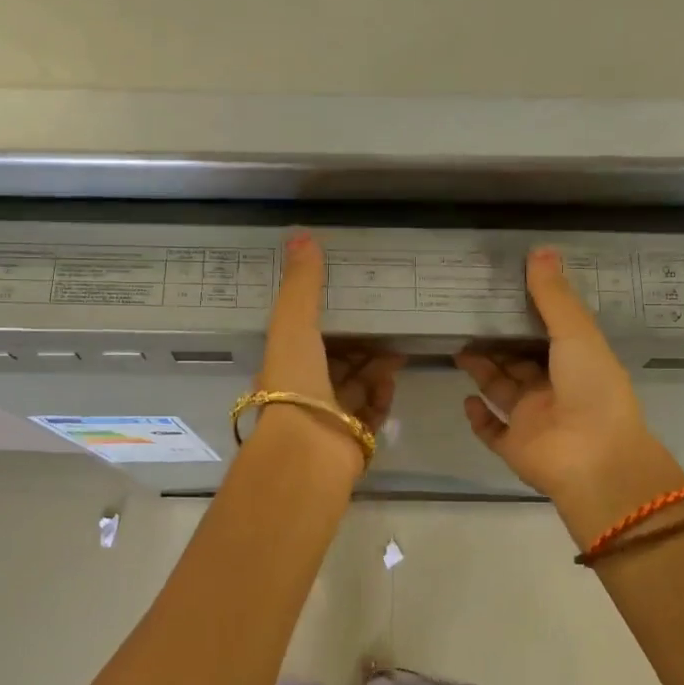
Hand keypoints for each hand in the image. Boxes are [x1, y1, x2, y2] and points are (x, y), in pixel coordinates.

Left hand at [256, 234, 402, 472]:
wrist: (308, 449)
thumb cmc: (295, 381)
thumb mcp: (293, 323)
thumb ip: (301, 284)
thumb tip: (301, 235)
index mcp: (285, 367)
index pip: (307, 341)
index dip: (327, 323)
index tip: (351, 304)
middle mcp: (304, 394)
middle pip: (336, 364)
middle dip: (360, 346)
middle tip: (386, 324)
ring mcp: (329, 419)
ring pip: (357, 387)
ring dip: (375, 368)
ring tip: (398, 349)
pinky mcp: (353, 440)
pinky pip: (372, 412)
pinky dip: (382, 395)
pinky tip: (392, 379)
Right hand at [456, 248, 683, 540]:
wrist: (594, 460)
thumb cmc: (591, 390)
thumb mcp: (576, 334)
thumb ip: (553, 296)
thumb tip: (539, 249)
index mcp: (576, 365)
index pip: (547, 336)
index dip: (525, 316)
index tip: (500, 293)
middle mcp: (554, 391)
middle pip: (519, 362)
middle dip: (496, 343)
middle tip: (466, 318)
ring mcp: (533, 422)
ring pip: (502, 391)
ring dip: (482, 371)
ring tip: (458, 347)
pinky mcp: (514, 447)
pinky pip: (492, 430)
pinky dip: (478, 417)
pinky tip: (465, 399)